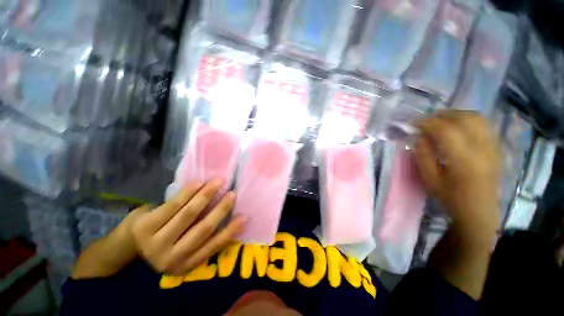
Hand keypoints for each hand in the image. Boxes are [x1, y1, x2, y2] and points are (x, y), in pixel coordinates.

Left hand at [129, 180, 246, 275]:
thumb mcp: (186, 246)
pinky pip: (172, 206)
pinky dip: (187, 192)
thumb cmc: (166, 240)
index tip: (245, 216)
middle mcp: (171, 259)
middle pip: (202, 230)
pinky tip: (199, 182)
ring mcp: (155, 244)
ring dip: (206, 196)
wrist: (129, 244)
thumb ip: (204, 236)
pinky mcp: (144, 227)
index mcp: (185, 264)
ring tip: (219, 182)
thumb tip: (231, 218)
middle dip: (220, 209)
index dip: (231, 231)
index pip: (214, 246)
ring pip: (188, 215)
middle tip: (232, 193)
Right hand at [415, 110, 500, 235]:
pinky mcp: (496, 147)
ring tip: (440, 121)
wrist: (480, 212)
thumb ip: (423, 156)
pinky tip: (456, 126)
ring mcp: (493, 147)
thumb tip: (419, 137)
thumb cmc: (451, 198)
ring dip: (455, 115)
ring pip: (477, 118)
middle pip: (465, 119)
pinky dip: (467, 120)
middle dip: (441, 115)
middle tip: (426, 121)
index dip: (427, 123)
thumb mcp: (430, 180)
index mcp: (465, 161)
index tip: (413, 123)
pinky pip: (483, 124)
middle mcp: (483, 149)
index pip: (446, 131)